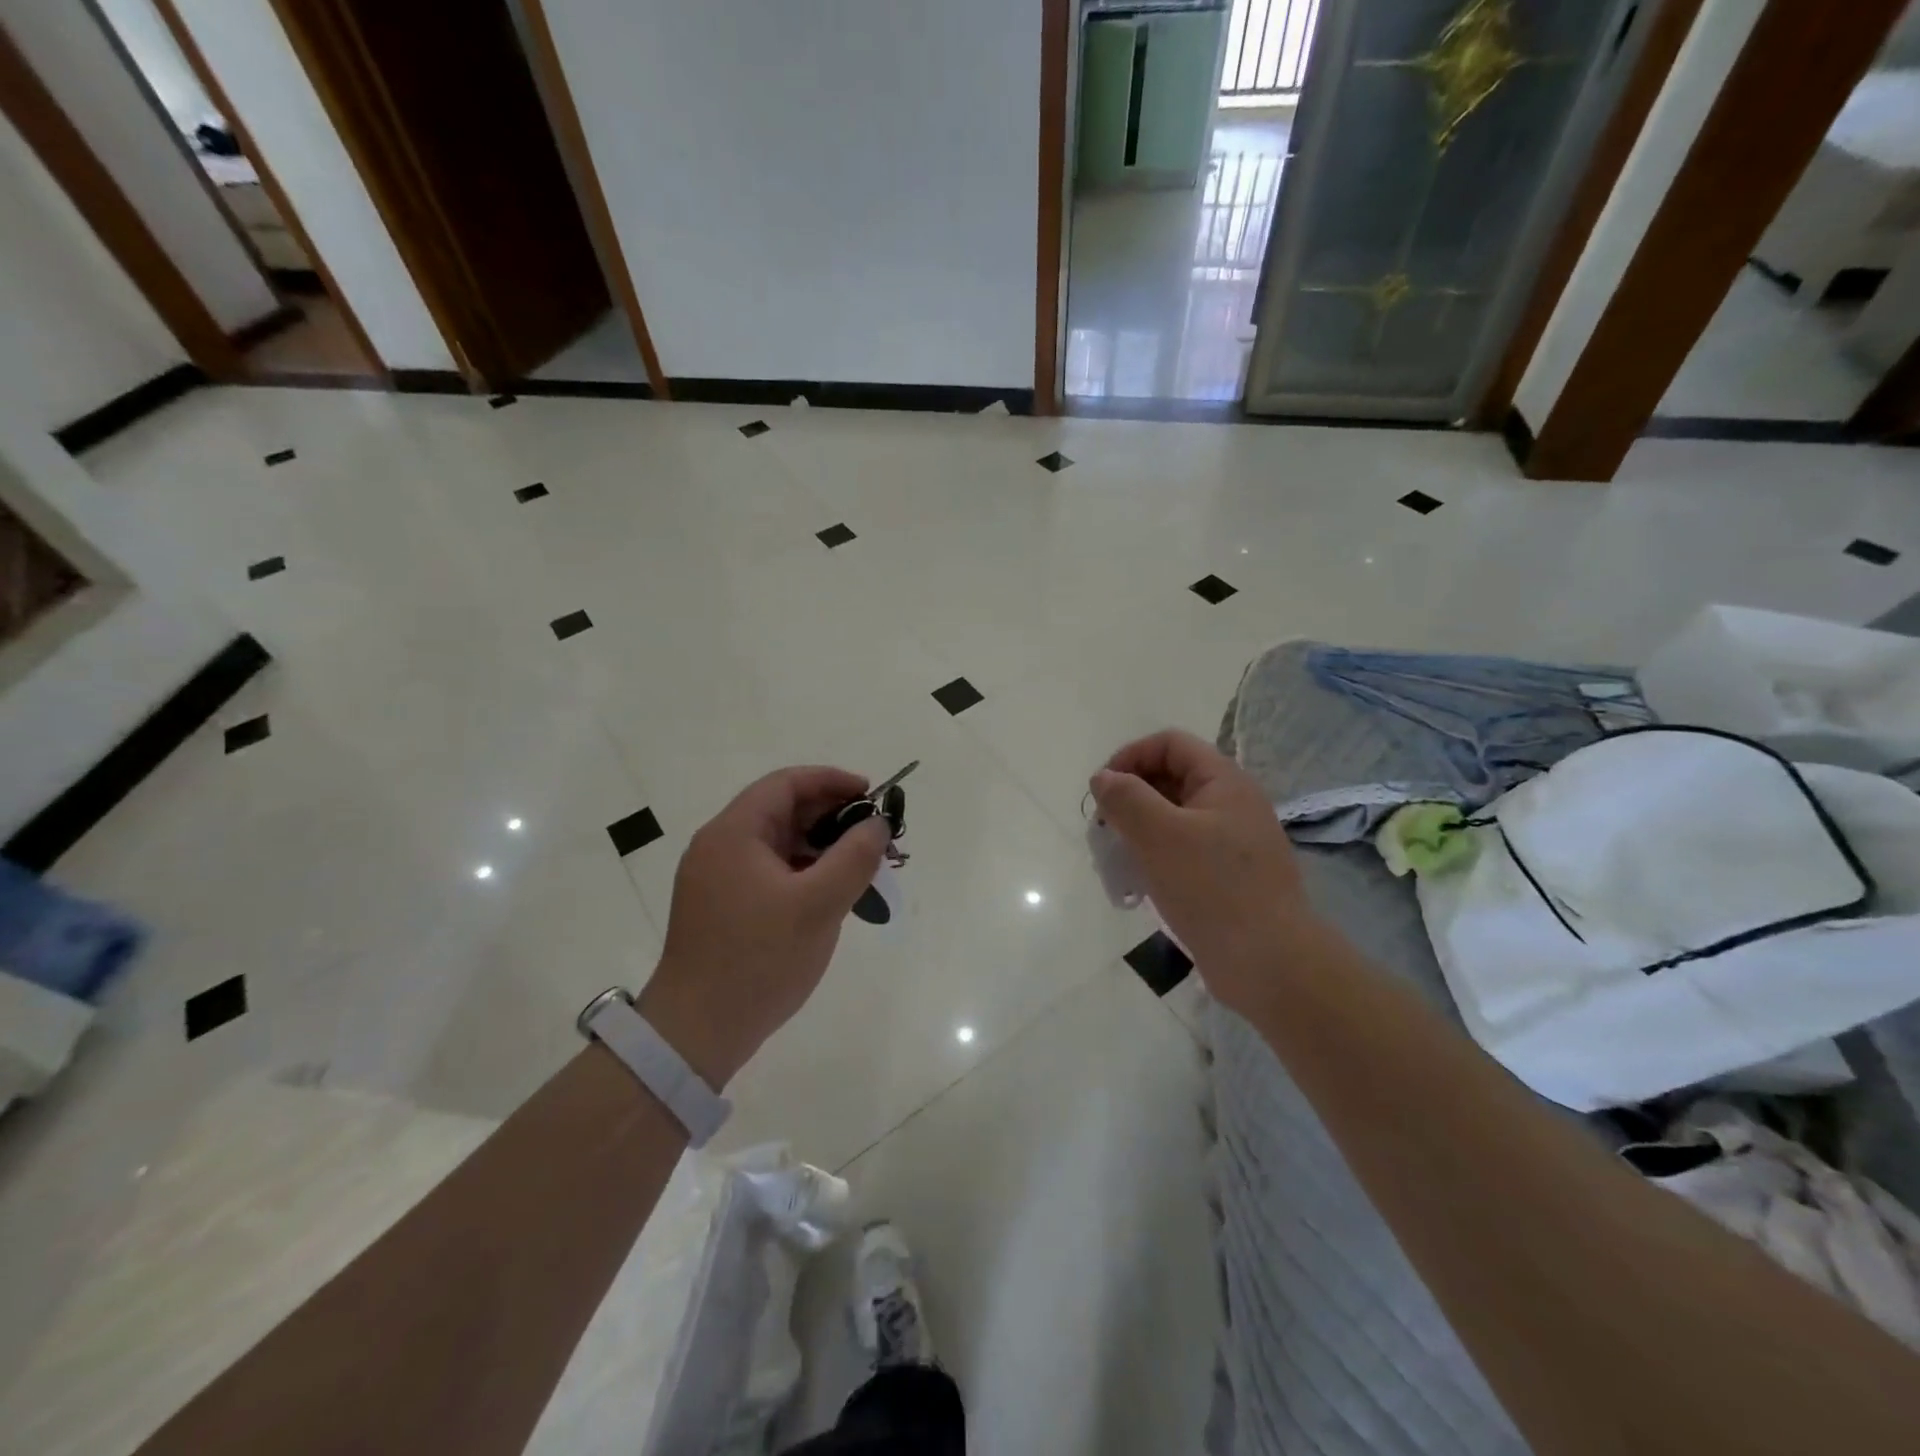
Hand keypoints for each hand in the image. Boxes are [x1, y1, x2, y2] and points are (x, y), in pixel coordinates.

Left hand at [638, 767, 888, 1087]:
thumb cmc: (759, 959)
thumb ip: (855, 857)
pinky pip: (769, 872)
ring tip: (860, 867)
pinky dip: (802, 873)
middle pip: (781, 811)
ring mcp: (716, 879)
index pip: (786, 784)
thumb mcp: (819, 904)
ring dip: (819, 847)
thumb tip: (877, 824)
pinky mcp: (721, 907)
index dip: (832, 781)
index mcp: (734, 833)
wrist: (696, 1033)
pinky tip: (830, 895)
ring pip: (777, 845)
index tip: (871, 795)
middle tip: (873, 836)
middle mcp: (719, 847)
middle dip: (831, 817)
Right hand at [1090, 730, 1316, 1013]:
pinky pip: (1184, 850)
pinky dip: (1156, 856)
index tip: (1102, 790)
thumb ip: (1126, 798)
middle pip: (1171, 778)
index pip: (1170, 744)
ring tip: (1116, 857)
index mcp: (1224, 781)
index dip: (1131, 756)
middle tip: (1103, 827)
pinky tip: (1140, 883)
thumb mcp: (1159, 835)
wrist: (1269, 962)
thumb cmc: (1212, 888)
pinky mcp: (1228, 876)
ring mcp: (1233, 842)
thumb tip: (1104, 778)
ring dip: (1139, 828)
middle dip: (1131, 795)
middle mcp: (1232, 804)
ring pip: (1175, 817)